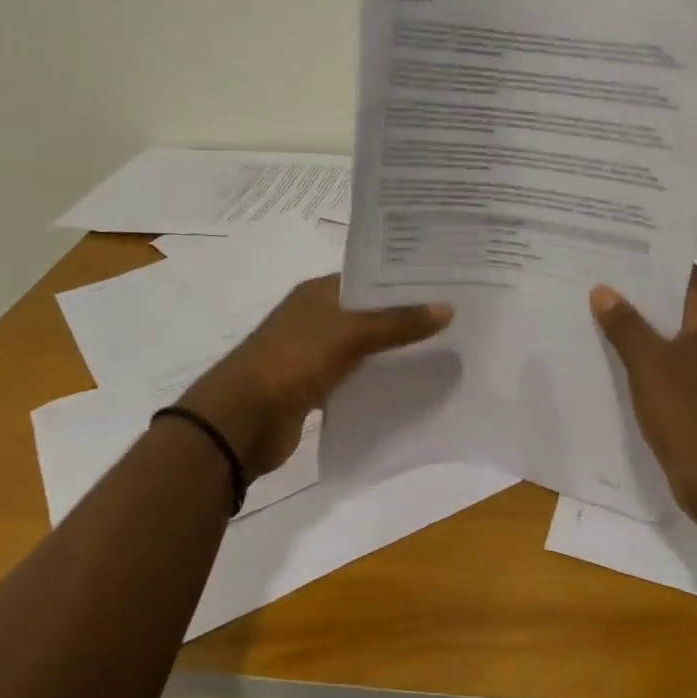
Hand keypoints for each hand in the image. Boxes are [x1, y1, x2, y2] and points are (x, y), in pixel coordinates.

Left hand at [182, 275, 452, 475]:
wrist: (241, 421)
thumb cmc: (292, 361)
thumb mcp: (349, 335)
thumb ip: (397, 323)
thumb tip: (447, 308)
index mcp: (319, 292)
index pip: (369, 276)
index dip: (403, 279)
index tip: (445, 282)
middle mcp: (317, 317)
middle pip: (369, 311)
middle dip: (406, 316)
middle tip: (455, 316)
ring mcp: (314, 353)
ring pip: (365, 346)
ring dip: (394, 349)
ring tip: (444, 348)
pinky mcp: (315, 388)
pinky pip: (356, 377)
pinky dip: (378, 379)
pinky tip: (412, 383)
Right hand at [591, 268, 696, 524]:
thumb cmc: (690, 411)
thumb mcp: (649, 363)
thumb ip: (624, 324)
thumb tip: (602, 290)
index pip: (680, 272)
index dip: (647, 260)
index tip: (611, 249)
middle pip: (672, 300)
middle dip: (635, 292)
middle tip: (593, 275)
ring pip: (668, 331)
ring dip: (636, 324)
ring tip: (593, 306)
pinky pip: (668, 359)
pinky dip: (643, 352)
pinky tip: (609, 349)